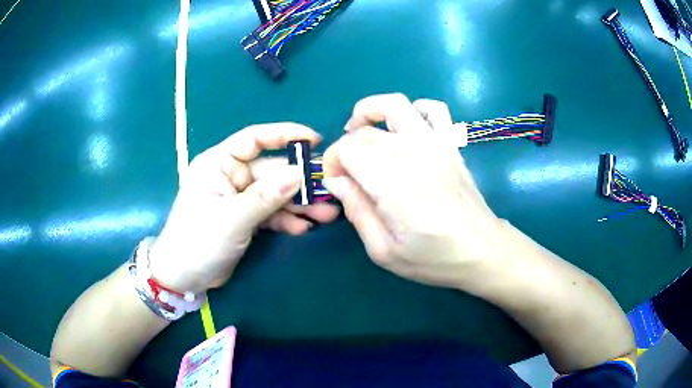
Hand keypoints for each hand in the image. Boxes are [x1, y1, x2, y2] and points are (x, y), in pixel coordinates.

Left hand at [149, 123, 338, 293]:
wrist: (184, 277)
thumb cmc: (198, 241)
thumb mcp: (232, 218)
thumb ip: (266, 196)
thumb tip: (300, 174)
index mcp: (219, 163)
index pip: (254, 139)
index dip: (284, 135)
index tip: (314, 140)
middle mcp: (231, 176)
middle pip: (271, 172)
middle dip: (299, 183)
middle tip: (328, 192)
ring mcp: (239, 198)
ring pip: (275, 195)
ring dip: (299, 205)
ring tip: (326, 214)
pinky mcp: (246, 218)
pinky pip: (271, 214)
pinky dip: (286, 220)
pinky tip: (303, 228)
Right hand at [323, 94, 506, 288]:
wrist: (481, 250)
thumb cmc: (433, 257)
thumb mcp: (384, 250)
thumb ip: (357, 212)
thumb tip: (336, 182)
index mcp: (393, 184)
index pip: (348, 150)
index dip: (332, 162)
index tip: (335, 183)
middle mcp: (413, 154)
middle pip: (365, 131)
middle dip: (345, 146)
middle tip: (348, 171)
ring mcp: (436, 144)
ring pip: (395, 104)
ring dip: (370, 111)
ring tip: (363, 132)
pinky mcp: (450, 143)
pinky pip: (433, 109)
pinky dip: (414, 110)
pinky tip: (405, 130)